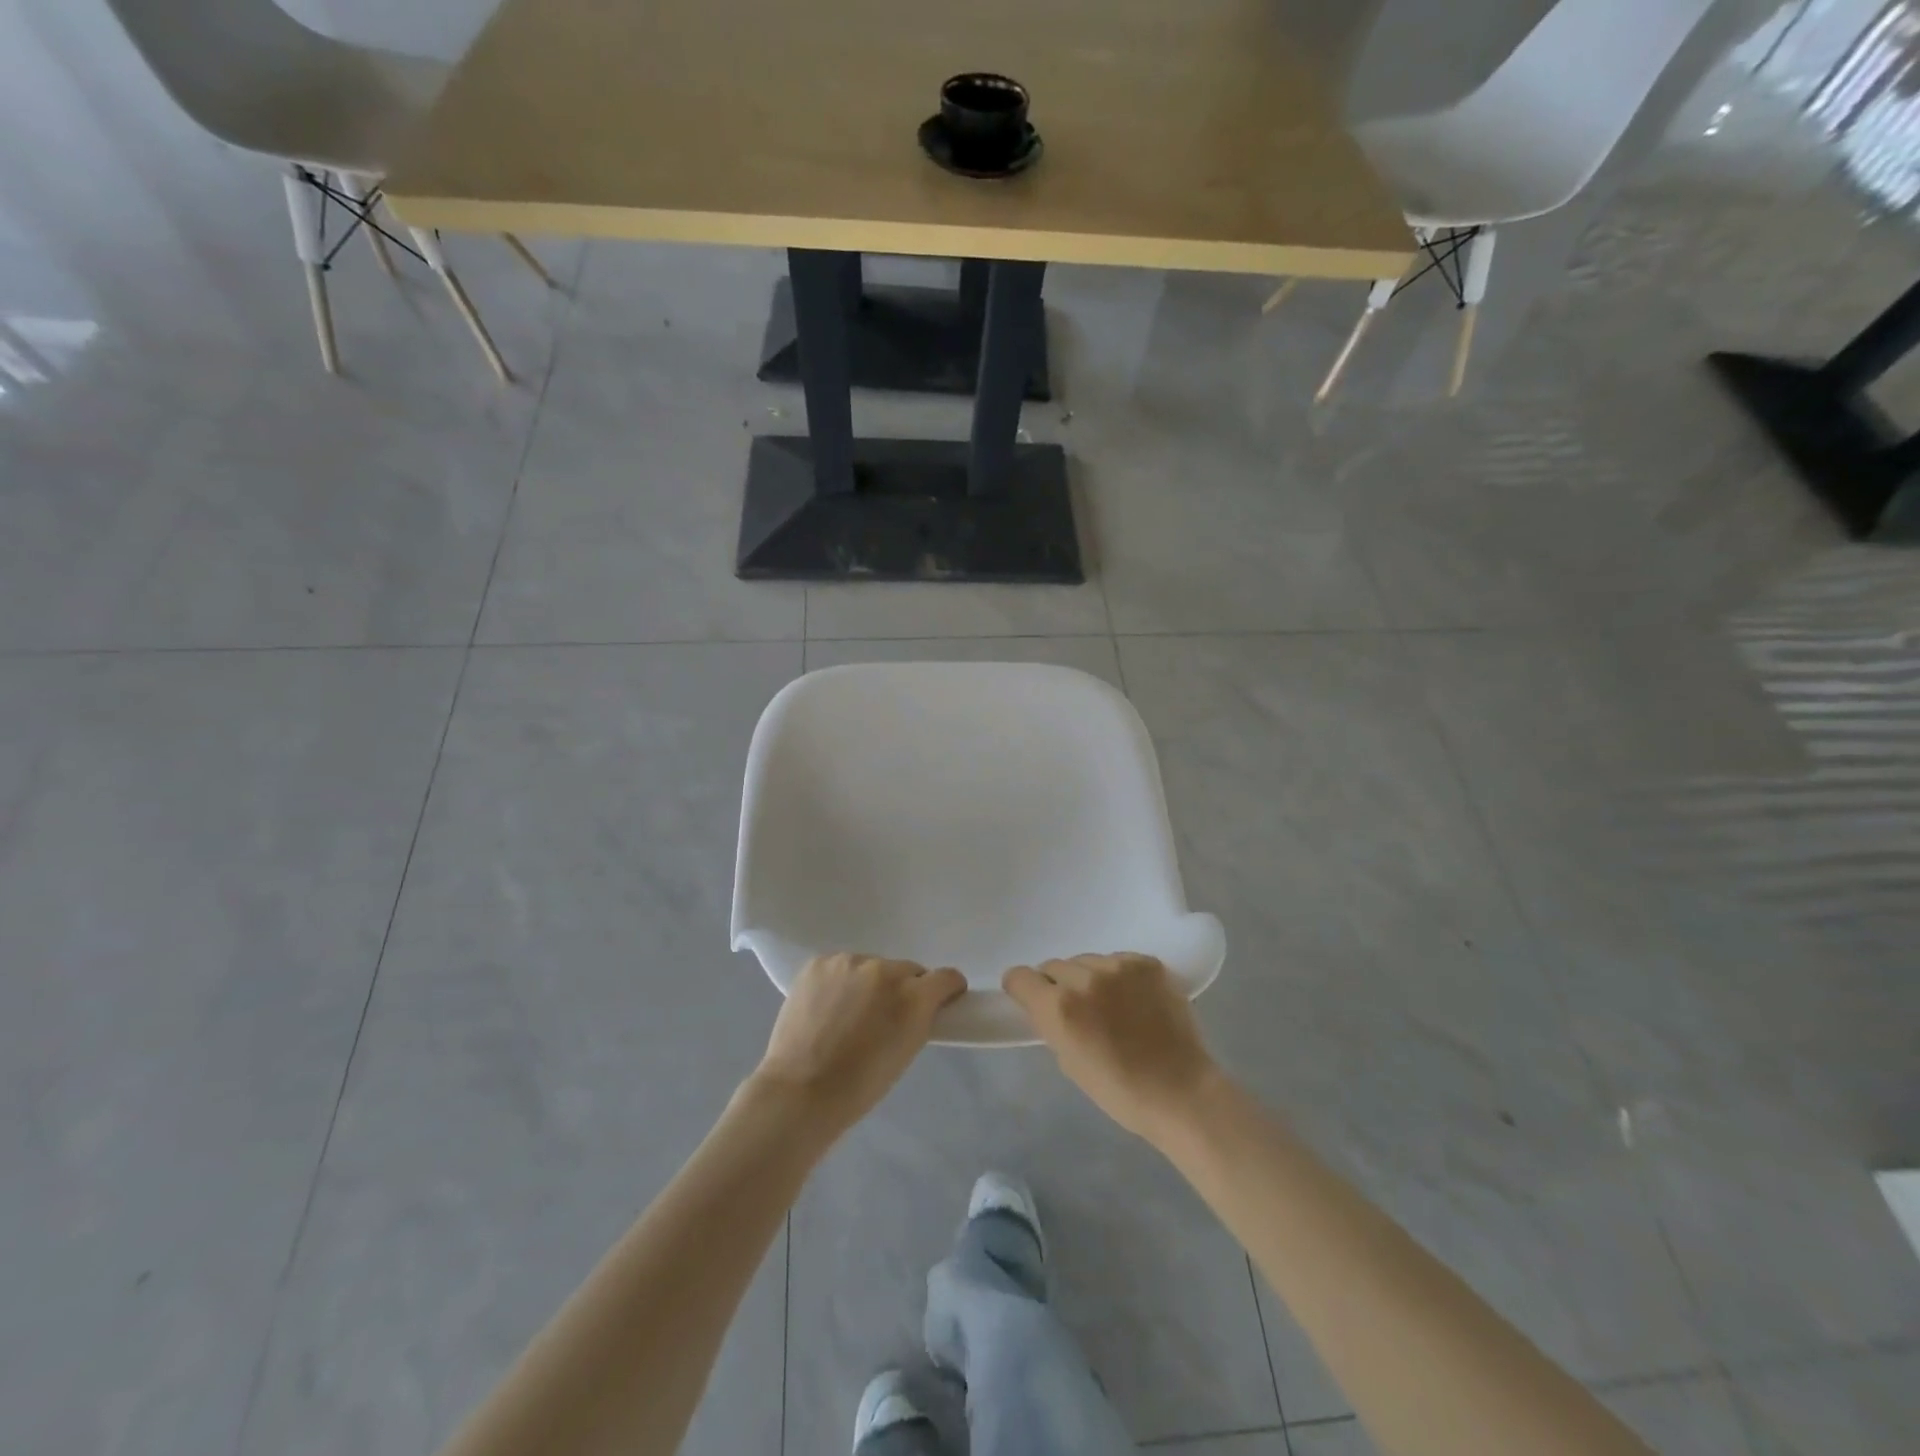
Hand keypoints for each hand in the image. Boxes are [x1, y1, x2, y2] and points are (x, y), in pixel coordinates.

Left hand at [749, 953, 966, 1137]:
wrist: (800, 1091)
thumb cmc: (860, 1085)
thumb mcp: (906, 1052)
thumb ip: (919, 1018)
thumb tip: (920, 1005)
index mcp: (913, 996)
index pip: (946, 977)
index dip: (946, 990)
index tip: (939, 1002)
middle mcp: (884, 970)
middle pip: (907, 970)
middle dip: (903, 989)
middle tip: (884, 1017)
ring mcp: (849, 962)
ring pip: (872, 967)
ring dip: (869, 984)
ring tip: (848, 1014)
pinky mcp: (819, 962)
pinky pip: (841, 967)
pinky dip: (840, 982)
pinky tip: (827, 1006)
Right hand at [1003, 953, 1221, 1144]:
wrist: (1181, 1092)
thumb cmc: (1120, 1091)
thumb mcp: (1068, 1062)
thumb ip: (1051, 1025)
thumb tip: (1047, 1005)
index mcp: (1060, 1007)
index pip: (1020, 976)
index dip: (1022, 989)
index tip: (1031, 1000)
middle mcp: (1085, 979)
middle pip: (1054, 966)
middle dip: (1058, 985)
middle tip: (1077, 1010)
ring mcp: (1119, 966)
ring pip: (1086, 961)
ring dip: (1088, 978)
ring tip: (1109, 1004)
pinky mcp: (1147, 963)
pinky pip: (1117, 960)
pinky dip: (1118, 976)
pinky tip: (1132, 999)